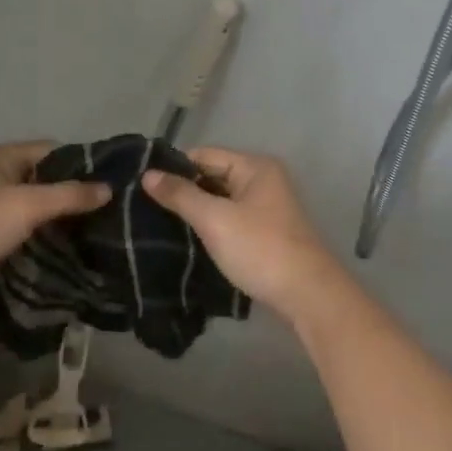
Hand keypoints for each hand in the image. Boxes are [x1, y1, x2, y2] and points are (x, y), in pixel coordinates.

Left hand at [0, 141, 110, 294]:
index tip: (109, 186)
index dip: (80, 165)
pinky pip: (11, 225)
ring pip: (25, 204)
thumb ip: (68, 196)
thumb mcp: (27, 206)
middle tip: (102, 215)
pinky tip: (51, 250)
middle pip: (39, 177)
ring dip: (49, 217)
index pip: (52, 150)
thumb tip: (108, 188)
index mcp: (0, 156)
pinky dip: (30, 234)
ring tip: (84, 235)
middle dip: (67, 194)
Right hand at [141, 147, 344, 319]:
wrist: (308, 295)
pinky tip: (188, 240)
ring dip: (196, 211)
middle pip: (212, 176)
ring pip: (220, 200)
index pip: (204, 155)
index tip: (143, 187)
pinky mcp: (266, 233)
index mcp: (255, 167)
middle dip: (184, 191)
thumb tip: (148, 174)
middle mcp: (263, 180)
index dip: (174, 169)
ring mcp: (267, 208)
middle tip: (146, 208)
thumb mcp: (215, 219)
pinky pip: (230, 219)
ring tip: (160, 225)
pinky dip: (211, 227)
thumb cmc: (260, 249)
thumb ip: (181, 195)